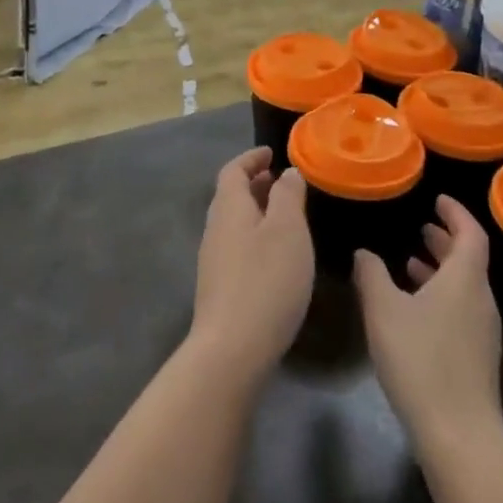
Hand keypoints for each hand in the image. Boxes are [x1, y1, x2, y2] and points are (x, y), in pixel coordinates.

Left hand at [190, 149, 314, 382]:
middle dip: (255, 184)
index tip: (271, 153)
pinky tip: (277, 255)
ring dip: (257, 211)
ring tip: (285, 215)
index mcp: (228, 208)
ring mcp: (214, 261)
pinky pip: (238, 246)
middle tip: (282, 181)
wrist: (231, 350)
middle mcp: (215, 229)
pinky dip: (256, 236)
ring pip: (235, 223)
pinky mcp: (220, 288)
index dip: (251, 158)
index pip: (233, 170)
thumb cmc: (265, 281)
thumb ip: (288, 196)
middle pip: (231, 196)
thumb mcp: (287, 230)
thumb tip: (287, 172)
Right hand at [354, 196, 502, 456]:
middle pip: (469, 259)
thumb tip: (364, 253)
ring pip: (464, 286)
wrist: (459, 434)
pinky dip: (441, 295)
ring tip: (410, 262)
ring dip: (441, 269)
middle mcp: (480, 299)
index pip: (470, 233)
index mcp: (465, 279)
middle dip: (446, 239)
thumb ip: (372, 276)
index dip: (456, 213)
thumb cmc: (421, 360)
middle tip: (421, 226)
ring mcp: (482, 330)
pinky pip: (461, 309)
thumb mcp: (384, 311)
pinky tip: (415, 309)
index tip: (438, 200)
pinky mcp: (477, 357)